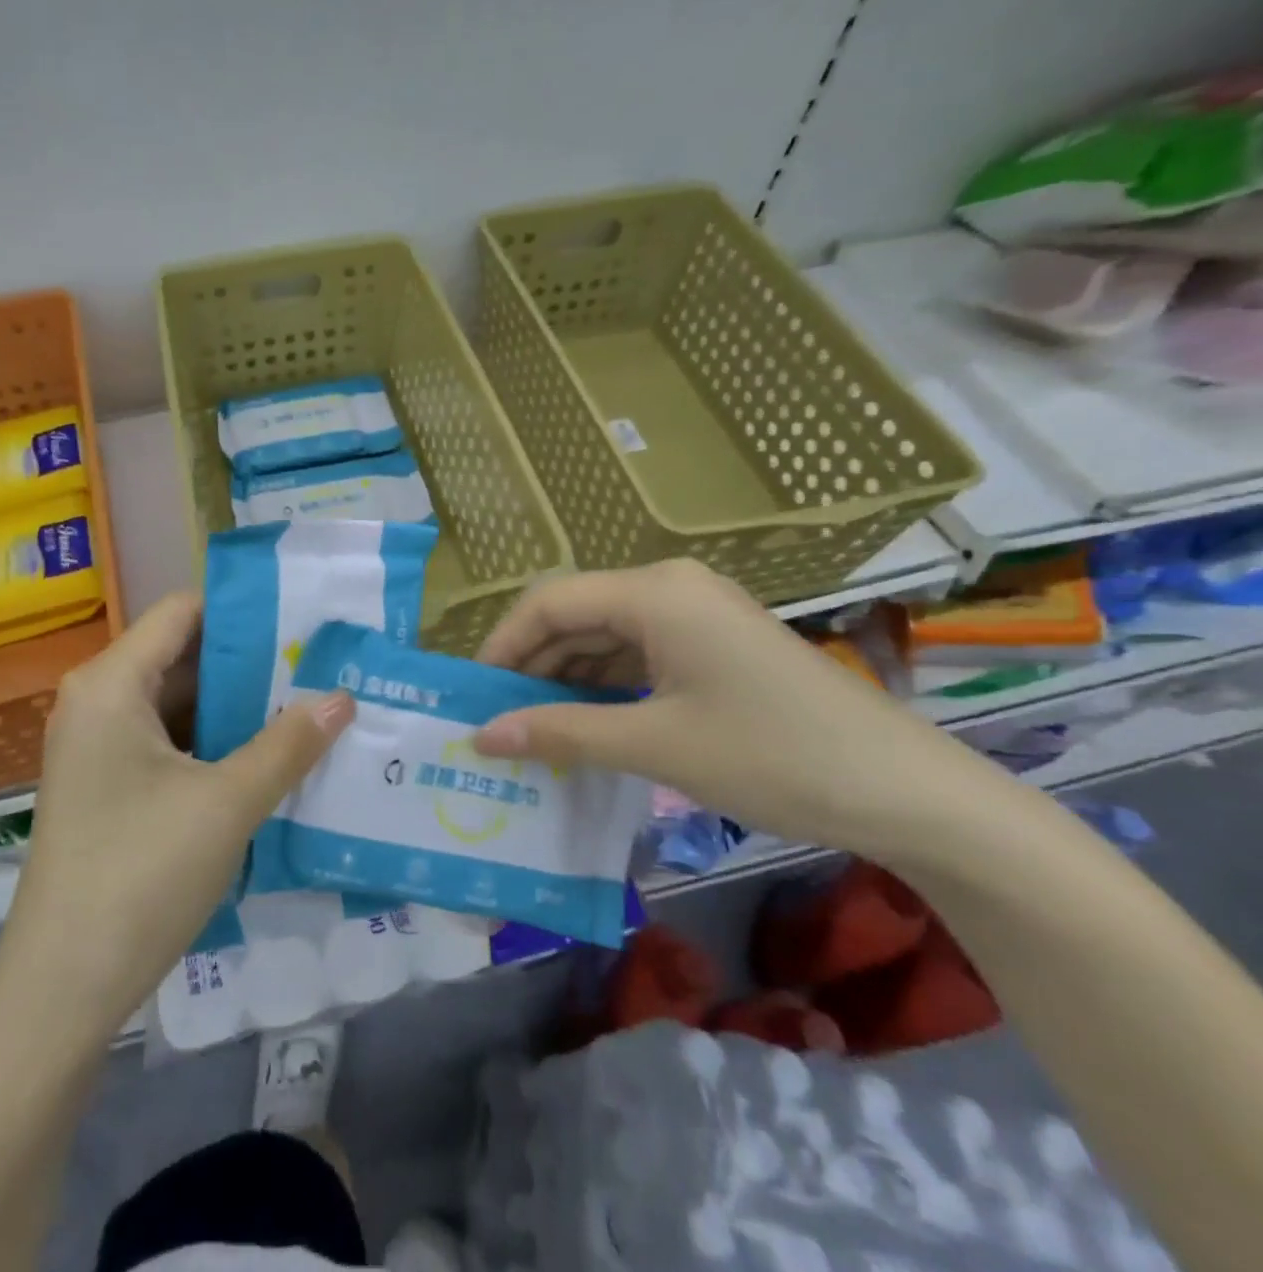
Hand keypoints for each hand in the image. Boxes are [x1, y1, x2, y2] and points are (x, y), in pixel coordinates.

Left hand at [0, 592, 352, 1040]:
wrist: (61, 989)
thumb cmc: (141, 875)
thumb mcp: (228, 803)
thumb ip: (289, 744)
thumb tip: (343, 697)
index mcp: (111, 683)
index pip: (183, 612)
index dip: (244, 612)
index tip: (304, 622)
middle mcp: (97, 701)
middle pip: (181, 657)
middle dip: (250, 664)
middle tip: (319, 668)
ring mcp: (97, 747)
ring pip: (177, 704)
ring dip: (236, 708)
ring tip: (306, 708)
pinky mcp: (105, 787)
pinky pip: (166, 744)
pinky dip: (213, 745)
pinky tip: (266, 759)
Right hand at [470, 561, 983, 856]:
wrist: (909, 794)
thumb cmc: (773, 756)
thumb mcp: (654, 745)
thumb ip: (560, 732)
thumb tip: (480, 735)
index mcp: (654, 592)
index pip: (548, 602)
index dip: (502, 646)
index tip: (473, 695)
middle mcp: (670, 587)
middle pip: (574, 614)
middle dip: (532, 665)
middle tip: (497, 719)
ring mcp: (697, 614)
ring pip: (604, 635)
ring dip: (567, 678)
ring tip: (535, 728)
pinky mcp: (714, 644)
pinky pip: (638, 653)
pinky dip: (605, 685)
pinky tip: (589, 723)